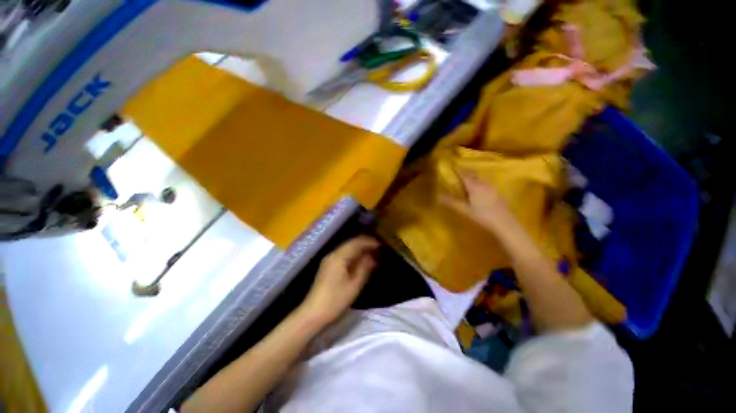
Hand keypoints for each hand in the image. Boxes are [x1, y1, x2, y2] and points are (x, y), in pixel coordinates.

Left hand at [300, 236, 379, 324]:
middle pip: (351, 244)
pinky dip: (354, 256)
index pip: (356, 242)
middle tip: (379, 249)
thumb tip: (373, 256)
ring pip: (348, 249)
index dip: (369, 242)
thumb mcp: (354, 285)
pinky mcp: (328, 266)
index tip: (381, 245)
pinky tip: (361, 261)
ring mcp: (329, 260)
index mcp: (338, 257)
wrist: (313, 313)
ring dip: (360, 250)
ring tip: (373, 255)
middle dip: (365, 245)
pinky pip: (344, 255)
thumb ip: (364, 267)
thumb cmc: (335, 300)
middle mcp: (333, 254)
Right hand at [440, 170, 515, 233]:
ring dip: (472, 177)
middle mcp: (483, 184)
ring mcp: (491, 188)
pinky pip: (484, 183)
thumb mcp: (464, 209)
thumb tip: (438, 196)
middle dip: (465, 171)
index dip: (457, 170)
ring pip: (479, 178)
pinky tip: (477, 188)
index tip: (451, 165)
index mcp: (474, 186)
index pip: (464, 174)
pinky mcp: (496, 193)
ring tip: (466, 179)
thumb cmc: (482, 215)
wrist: (504, 223)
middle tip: (457, 171)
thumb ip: (451, 202)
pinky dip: (478, 182)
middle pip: (473, 174)